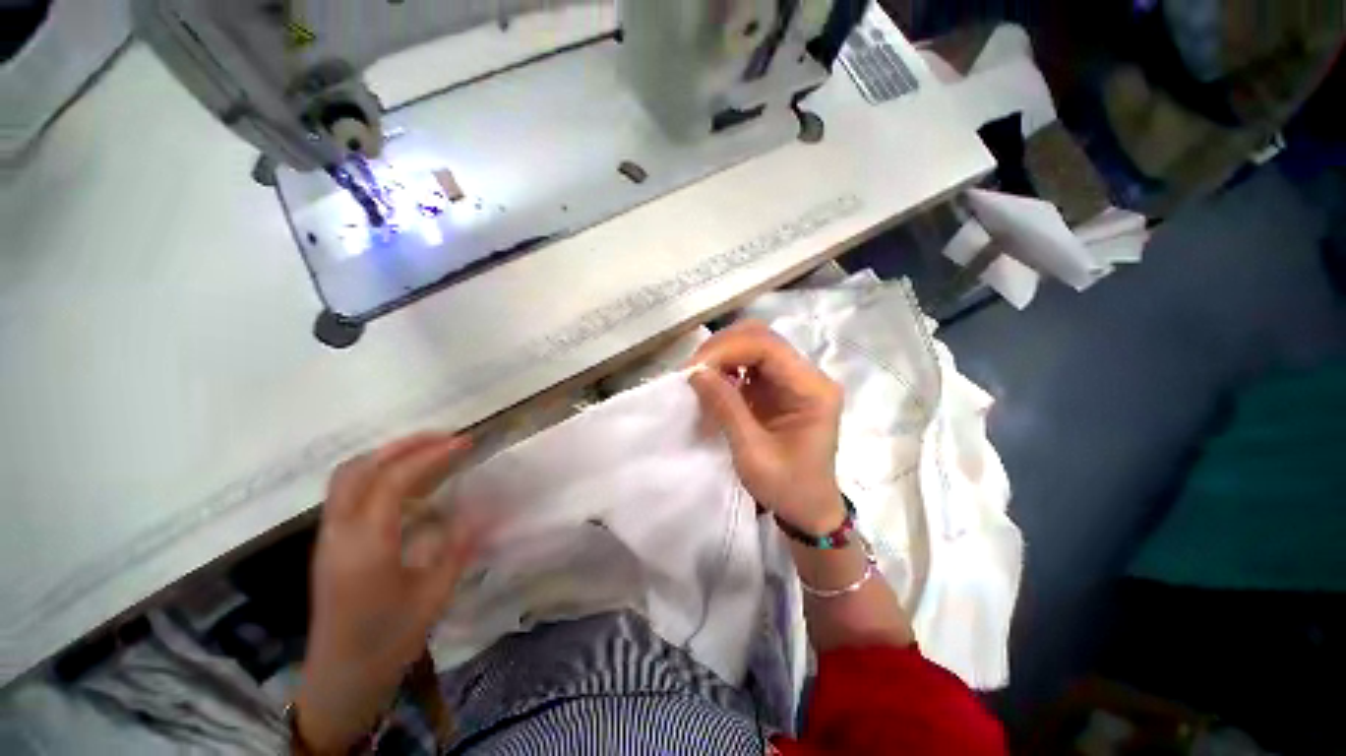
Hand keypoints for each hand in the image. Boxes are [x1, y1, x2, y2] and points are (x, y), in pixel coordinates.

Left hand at [296, 433, 476, 753]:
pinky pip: (348, 491)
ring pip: (348, 476)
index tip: (464, 443)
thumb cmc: (388, 641)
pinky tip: (407, 482)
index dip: (430, 456)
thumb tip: (480, 507)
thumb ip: (457, 546)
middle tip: (444, 437)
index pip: (393, 481)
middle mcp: (339, 533)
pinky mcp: (330, 541)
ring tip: (428, 451)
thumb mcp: (434, 596)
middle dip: (404, 445)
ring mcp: (329, 536)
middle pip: (360, 468)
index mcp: (366, 547)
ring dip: (388, 455)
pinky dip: (377, 472)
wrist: (340, 678)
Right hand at [688, 321, 845, 533]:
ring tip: (698, 375)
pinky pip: (751, 363)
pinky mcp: (780, 386)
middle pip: (762, 338)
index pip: (768, 347)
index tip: (694, 370)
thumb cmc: (787, 488)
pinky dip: (727, 367)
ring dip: (723, 355)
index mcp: (813, 390)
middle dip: (722, 348)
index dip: (727, 350)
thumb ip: (726, 408)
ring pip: (755, 345)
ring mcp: (794, 378)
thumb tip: (696, 372)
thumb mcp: (752, 454)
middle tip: (693, 370)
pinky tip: (713, 382)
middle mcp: (808, 375)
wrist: (808, 510)